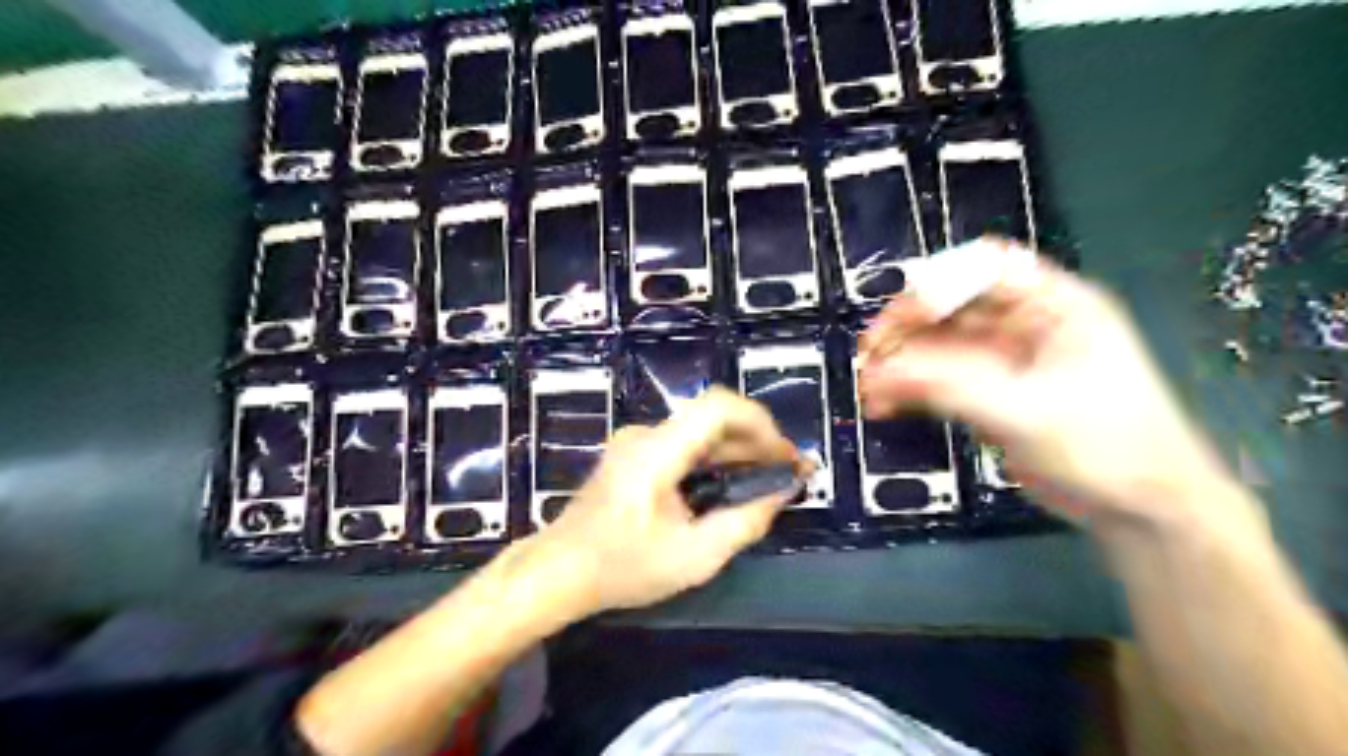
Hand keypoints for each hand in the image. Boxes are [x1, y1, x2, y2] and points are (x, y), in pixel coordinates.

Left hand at [526, 389, 796, 612]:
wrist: (558, 572)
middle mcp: (647, 435)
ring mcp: (638, 443)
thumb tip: (782, 493)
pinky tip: (735, 483)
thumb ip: (744, 523)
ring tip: (772, 477)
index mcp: (656, 451)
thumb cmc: (621, 568)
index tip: (785, 455)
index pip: (717, 407)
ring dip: (739, 450)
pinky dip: (716, 460)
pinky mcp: (635, 456)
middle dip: (758, 440)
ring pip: (701, 432)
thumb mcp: (693, 557)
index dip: (761, 423)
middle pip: (713, 418)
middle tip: (791, 470)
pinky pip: (686, 446)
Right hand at [858, 242, 1234, 531]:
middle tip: (870, 355)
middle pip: (950, 305)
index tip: (901, 317)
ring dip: (901, 362)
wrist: (1137, 509)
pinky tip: (885, 405)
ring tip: (870, 387)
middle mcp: (1025, 324)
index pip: (985, 268)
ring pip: (938, 345)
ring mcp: (1004, 360)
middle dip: (906, 328)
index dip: (938, 283)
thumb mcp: (1028, 412)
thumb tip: (882, 374)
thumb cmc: (1107, 447)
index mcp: (1054, 306)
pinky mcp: (989, 393)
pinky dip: (909, 389)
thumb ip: (951, 389)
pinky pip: (938, 379)